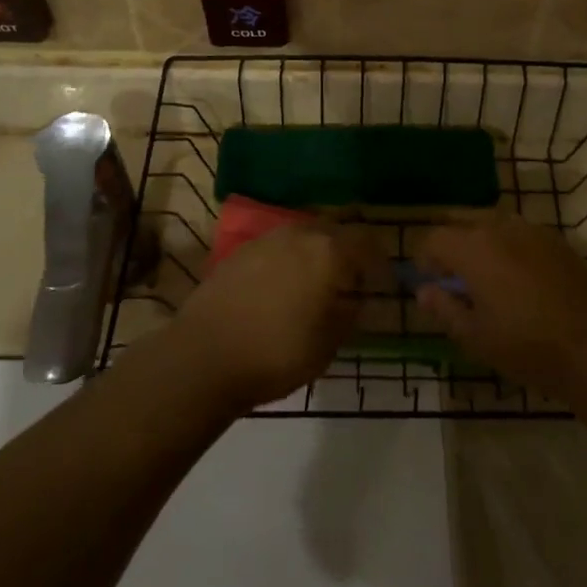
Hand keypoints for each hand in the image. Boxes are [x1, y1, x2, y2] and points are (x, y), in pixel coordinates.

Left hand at [170, 224, 366, 410]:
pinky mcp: (241, 250)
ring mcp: (267, 238)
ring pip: (304, 235)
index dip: (378, 260)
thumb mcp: (327, 345)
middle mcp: (300, 233)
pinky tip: (282, 286)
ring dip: (316, 253)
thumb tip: (355, 301)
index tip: (382, 280)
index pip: (367, 242)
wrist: (204, 355)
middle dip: (347, 251)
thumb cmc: (276, 354)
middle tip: (351, 280)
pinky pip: (278, 246)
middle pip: (335, 231)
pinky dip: (288, 259)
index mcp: (329, 252)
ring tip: (316, 283)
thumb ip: (348, 316)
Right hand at [416, 215, 586, 396]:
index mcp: (473, 247)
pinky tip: (515, 275)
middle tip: (451, 275)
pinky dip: (506, 244)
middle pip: (461, 221)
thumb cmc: (526, 346)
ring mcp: (531, 229)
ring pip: (491, 222)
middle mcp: (499, 227)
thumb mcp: (475, 337)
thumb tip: (423, 291)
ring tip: (482, 274)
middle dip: (449, 243)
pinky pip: (518, 231)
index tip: (428, 282)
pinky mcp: (556, 240)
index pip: (433, 238)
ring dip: (478, 240)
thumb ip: (444, 309)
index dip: (423, 258)